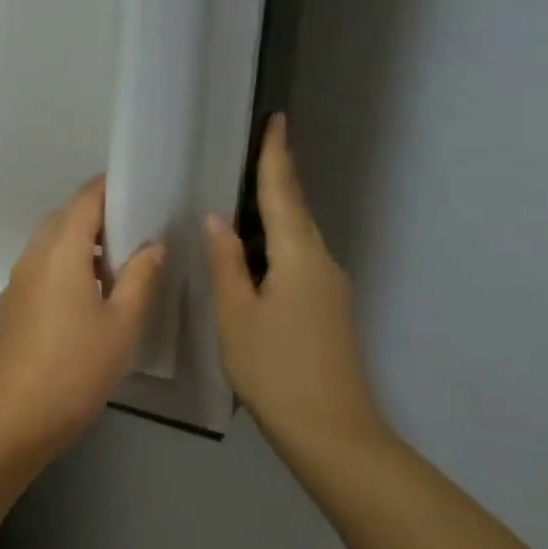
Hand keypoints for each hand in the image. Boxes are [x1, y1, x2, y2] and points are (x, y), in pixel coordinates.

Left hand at [0, 177, 166, 454]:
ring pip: (47, 246)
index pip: (83, 202)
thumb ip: (141, 278)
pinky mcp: (11, 306)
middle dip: (94, 218)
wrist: (19, 415)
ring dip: (77, 245)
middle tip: (131, 234)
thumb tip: (153, 245)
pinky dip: (62, 267)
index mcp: (61, 253)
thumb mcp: (122, 323)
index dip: (107, 189)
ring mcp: (17, 283)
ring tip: (114, 268)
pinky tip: (85, 297)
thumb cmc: (78, 367)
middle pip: (62, 220)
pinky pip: (38, 269)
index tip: (134, 189)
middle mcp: (33, 258)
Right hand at [204, 115, 390, 460]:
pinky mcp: (328, 308)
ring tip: (238, 202)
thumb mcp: (237, 314)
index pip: (284, 194)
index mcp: (300, 257)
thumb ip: (226, 263)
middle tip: (247, 155)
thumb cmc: (275, 368)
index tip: (277, 119)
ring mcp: (330, 288)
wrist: (330, 429)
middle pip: (296, 213)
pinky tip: (251, 255)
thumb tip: (217, 219)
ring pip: (297, 239)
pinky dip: (275, 247)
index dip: (276, 156)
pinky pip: (299, 261)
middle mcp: (322, 263)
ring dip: (273, 216)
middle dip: (275, 181)